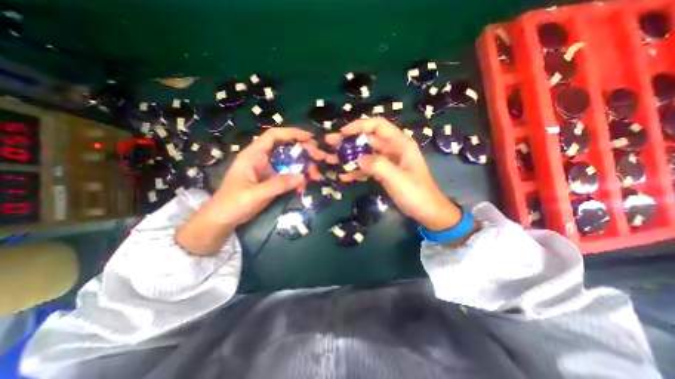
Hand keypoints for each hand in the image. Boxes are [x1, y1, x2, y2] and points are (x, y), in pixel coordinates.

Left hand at [175, 127, 324, 254]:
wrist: (223, 219)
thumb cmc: (233, 204)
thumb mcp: (256, 194)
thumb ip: (278, 185)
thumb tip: (302, 176)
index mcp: (253, 155)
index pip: (273, 136)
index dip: (291, 133)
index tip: (309, 138)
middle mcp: (262, 159)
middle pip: (286, 148)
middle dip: (304, 151)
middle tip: (320, 158)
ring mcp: (267, 170)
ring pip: (289, 162)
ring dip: (304, 166)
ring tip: (316, 175)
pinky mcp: (271, 180)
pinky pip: (288, 175)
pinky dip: (298, 179)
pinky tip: (303, 187)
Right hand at [325, 118, 460, 230]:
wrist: (428, 212)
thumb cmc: (416, 194)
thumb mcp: (397, 179)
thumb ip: (377, 166)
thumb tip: (358, 159)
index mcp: (400, 144)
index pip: (378, 125)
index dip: (359, 125)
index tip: (342, 133)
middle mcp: (393, 149)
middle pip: (368, 139)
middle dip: (348, 141)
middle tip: (329, 144)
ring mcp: (388, 161)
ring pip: (365, 154)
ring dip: (349, 157)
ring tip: (331, 160)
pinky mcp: (384, 172)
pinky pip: (367, 168)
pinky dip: (356, 171)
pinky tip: (344, 177)